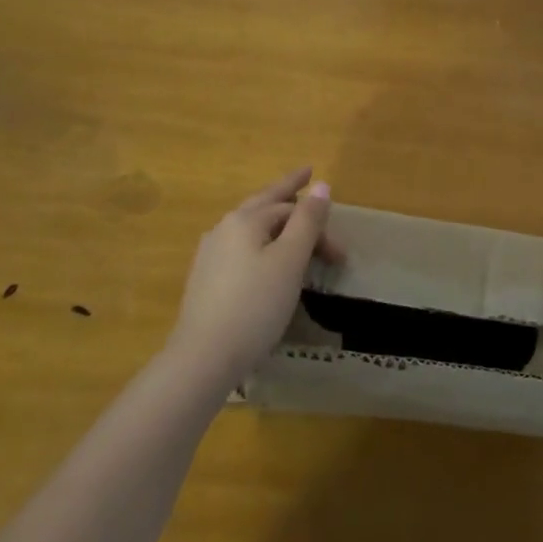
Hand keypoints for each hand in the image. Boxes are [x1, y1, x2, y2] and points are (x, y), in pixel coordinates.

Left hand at [167, 167, 337, 389]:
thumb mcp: (290, 260)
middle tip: (308, 188)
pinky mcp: (205, 280)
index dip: (317, 217)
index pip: (288, 206)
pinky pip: (240, 248)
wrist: (204, 356)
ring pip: (250, 227)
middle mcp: (224, 229)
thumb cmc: (256, 305)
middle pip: (263, 206)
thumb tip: (321, 184)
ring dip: (275, 222)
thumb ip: (308, 220)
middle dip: (291, 201)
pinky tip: (264, 257)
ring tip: (290, 224)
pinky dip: (261, 243)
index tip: (338, 225)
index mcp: (245, 220)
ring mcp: (210, 254)